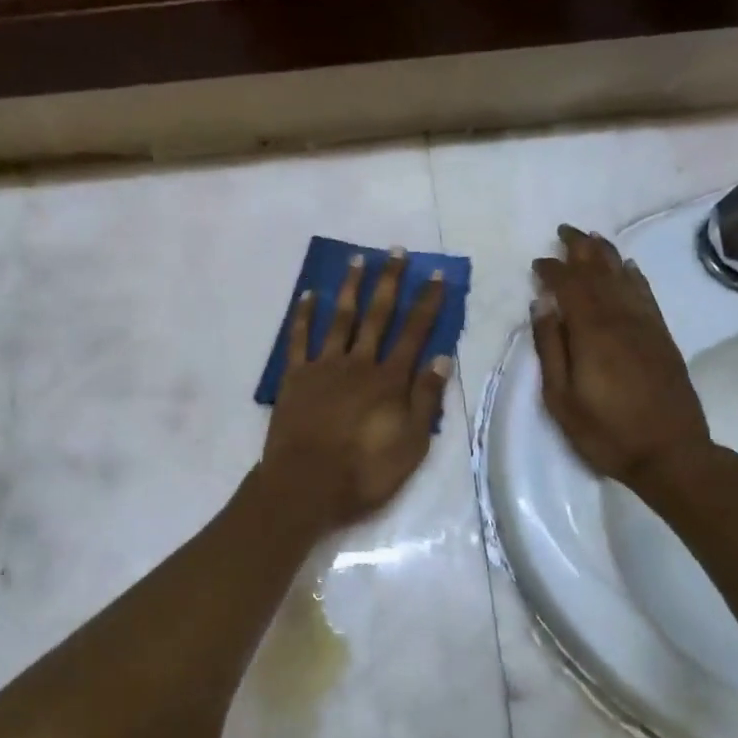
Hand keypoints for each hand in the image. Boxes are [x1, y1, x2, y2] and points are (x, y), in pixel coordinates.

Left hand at [259, 251, 452, 531]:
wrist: (305, 486)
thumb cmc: (364, 472)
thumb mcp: (411, 444)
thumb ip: (426, 400)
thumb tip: (442, 358)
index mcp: (389, 380)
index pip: (414, 333)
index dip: (427, 303)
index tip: (436, 275)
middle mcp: (359, 364)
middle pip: (377, 316)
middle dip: (390, 282)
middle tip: (396, 252)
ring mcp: (324, 367)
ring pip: (340, 318)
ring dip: (350, 288)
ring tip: (358, 259)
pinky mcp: (295, 377)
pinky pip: (299, 339)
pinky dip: (304, 315)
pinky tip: (309, 294)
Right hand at [531, 224, 711, 485]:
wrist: (671, 453)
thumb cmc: (606, 432)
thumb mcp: (561, 398)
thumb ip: (550, 348)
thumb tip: (542, 305)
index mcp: (592, 332)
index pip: (570, 286)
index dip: (553, 270)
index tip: (538, 262)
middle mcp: (621, 319)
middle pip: (600, 272)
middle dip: (581, 249)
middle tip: (565, 230)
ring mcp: (646, 326)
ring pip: (624, 278)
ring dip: (607, 255)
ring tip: (592, 238)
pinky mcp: (663, 337)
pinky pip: (647, 295)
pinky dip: (634, 276)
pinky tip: (628, 267)